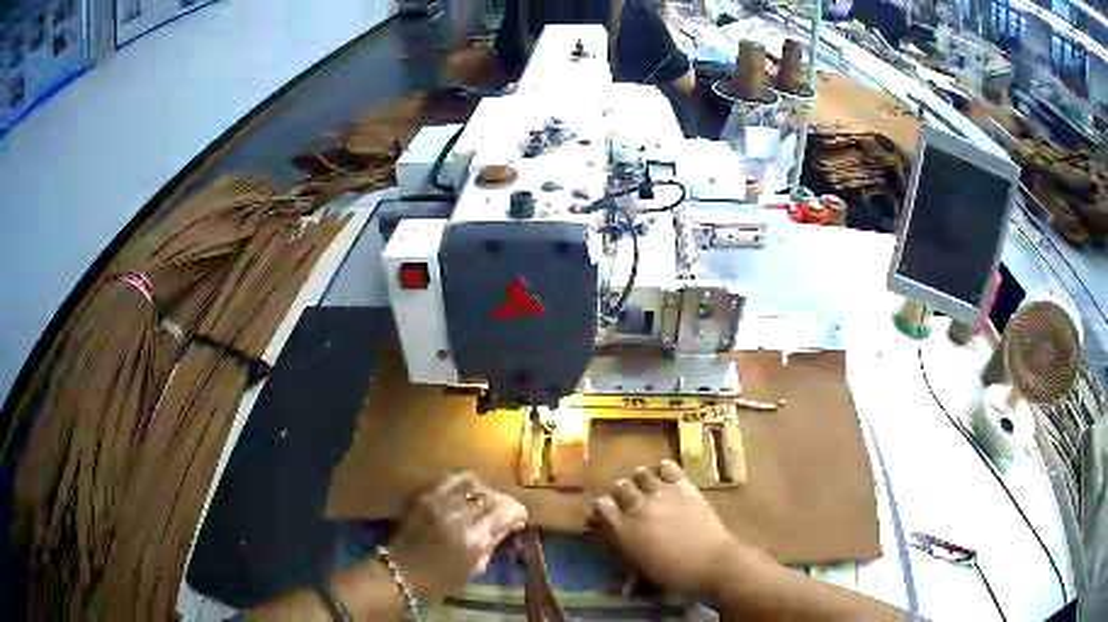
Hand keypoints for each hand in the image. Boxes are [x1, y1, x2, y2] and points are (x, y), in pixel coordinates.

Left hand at [387, 472, 526, 600]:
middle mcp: (459, 516)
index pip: (504, 511)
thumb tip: (510, 524)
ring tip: (489, 502)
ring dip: (487, 492)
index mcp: (473, 539)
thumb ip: (493, 543)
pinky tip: (472, 490)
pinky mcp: (426, 497)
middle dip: (504, 502)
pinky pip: (453, 480)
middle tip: (507, 512)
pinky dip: (468, 481)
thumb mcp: (474, 569)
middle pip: (491, 496)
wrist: (401, 572)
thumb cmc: (441, 580)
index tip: (521, 518)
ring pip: (474, 486)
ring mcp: (441, 504)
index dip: (517, 511)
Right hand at [594, 460, 738, 593]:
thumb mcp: (640, 567)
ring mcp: (662, 494)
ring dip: (639, 477)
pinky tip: (662, 471)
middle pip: (620, 486)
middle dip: (620, 490)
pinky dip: (662, 467)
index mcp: (624, 530)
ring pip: (642, 474)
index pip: (603, 506)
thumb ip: (625, 550)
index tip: (607, 510)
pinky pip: (668, 468)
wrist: (710, 561)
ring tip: (642, 482)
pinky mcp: (684, 486)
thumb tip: (617, 543)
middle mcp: (638, 507)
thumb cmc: (673, 573)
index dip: (603, 507)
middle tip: (626, 497)